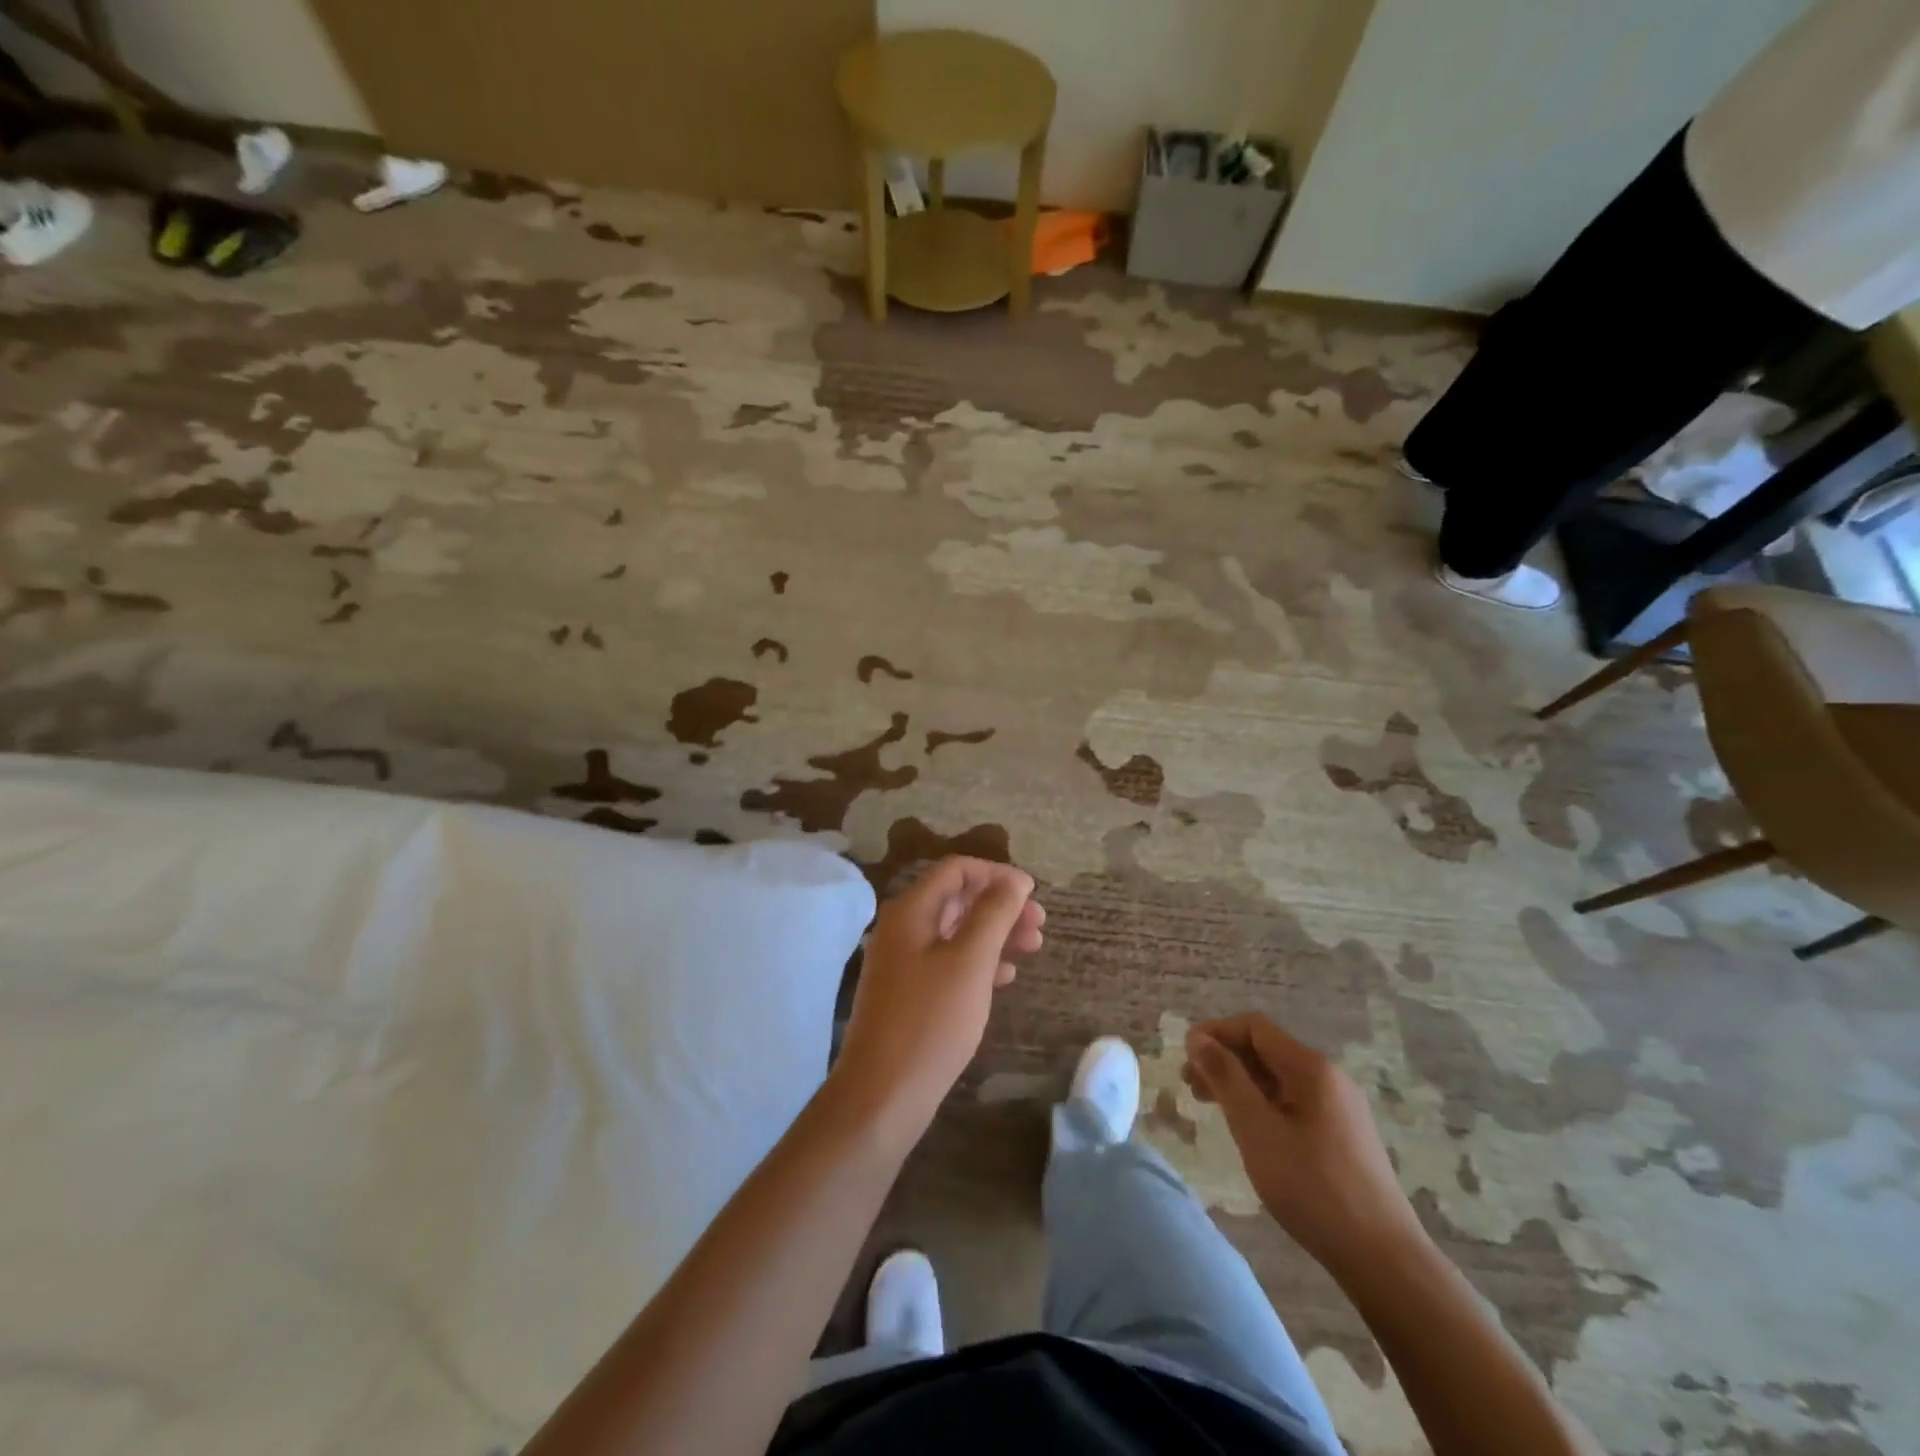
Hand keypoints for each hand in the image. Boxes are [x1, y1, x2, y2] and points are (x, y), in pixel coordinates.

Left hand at [831, 857, 1042, 1140]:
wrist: (883, 1094)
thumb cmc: (930, 1021)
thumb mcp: (970, 961)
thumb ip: (994, 914)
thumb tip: (1014, 880)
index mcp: (911, 911)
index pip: (956, 870)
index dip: (997, 874)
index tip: (1032, 894)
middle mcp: (903, 928)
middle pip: (958, 900)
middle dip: (1001, 906)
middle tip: (1040, 925)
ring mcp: (903, 962)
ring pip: (956, 932)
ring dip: (995, 934)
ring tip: (1033, 948)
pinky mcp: (909, 993)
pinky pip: (949, 962)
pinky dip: (979, 962)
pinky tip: (1005, 977)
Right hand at [1185, 1013, 1424, 1274]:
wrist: (1384, 1259)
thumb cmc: (1313, 1188)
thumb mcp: (1257, 1130)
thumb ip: (1226, 1078)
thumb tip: (1198, 1038)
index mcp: (1311, 1068)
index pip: (1254, 1027)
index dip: (1215, 1033)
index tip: (1185, 1056)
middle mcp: (1329, 1077)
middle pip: (1267, 1050)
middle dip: (1225, 1059)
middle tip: (1190, 1085)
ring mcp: (1340, 1107)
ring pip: (1279, 1078)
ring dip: (1241, 1082)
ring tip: (1211, 1106)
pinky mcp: (1344, 1135)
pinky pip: (1294, 1101)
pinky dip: (1262, 1103)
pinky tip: (1249, 1129)